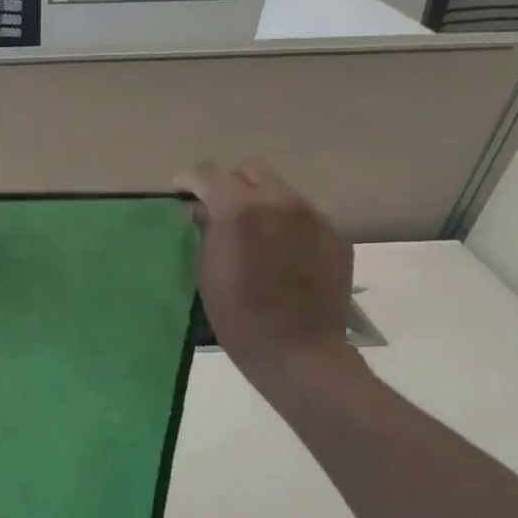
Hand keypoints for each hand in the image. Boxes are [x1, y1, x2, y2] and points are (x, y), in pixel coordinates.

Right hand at [174, 159, 361, 396]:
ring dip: (260, 202)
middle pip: (251, 168)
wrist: (296, 348)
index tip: (182, 192)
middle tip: (217, 208)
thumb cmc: (236, 313)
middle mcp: (281, 202)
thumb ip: (205, 230)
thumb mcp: (205, 270)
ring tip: (252, 233)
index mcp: (240, 209)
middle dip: (230, 182)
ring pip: (280, 190)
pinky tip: (279, 254)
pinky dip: (285, 225)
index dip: (191, 180)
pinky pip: (303, 217)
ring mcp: (314, 217)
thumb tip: (204, 210)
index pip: (210, 173)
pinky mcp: (335, 236)